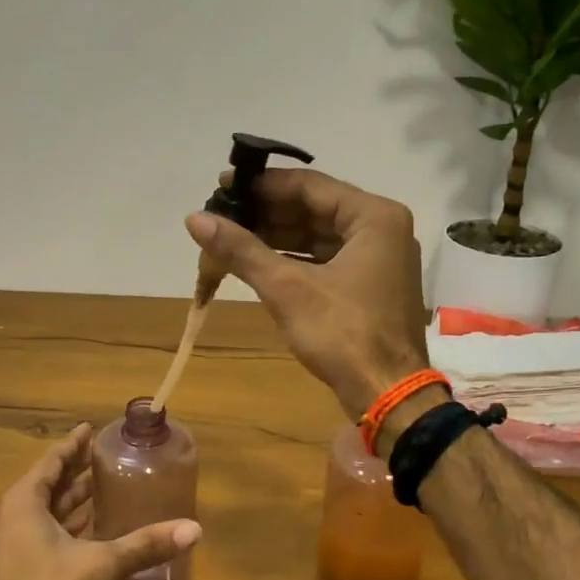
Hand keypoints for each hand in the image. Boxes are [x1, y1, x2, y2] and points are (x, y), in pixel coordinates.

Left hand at [0, 425, 200, 579]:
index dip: (73, 445)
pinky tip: (89, 533)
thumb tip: (194, 529)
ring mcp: (7, 546)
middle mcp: (10, 518)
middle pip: (47, 485)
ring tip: (102, 490)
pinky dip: (64, 526)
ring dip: (71, 502)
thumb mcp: (102, 564)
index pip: (51, 462)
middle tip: (104, 459)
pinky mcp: (13, 571)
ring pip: (43, 513)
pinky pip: (41, 534)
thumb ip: (145, 544)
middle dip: (75, 472)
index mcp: (23, 503)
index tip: (90, 429)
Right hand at [186, 169, 430, 417]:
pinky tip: (257, 262)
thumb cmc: (343, 334)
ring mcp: (378, 259)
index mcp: (374, 217)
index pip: (310, 186)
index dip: (262, 185)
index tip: (222, 187)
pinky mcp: (369, 286)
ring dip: (276, 237)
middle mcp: (381, 229)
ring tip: (230, 236)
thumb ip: (242, 250)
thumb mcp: (287, 288)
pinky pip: (326, 260)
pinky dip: (293, 260)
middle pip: (314, 209)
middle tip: (221, 214)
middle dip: (267, 213)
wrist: (386, 394)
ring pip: (319, 236)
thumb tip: (194, 219)